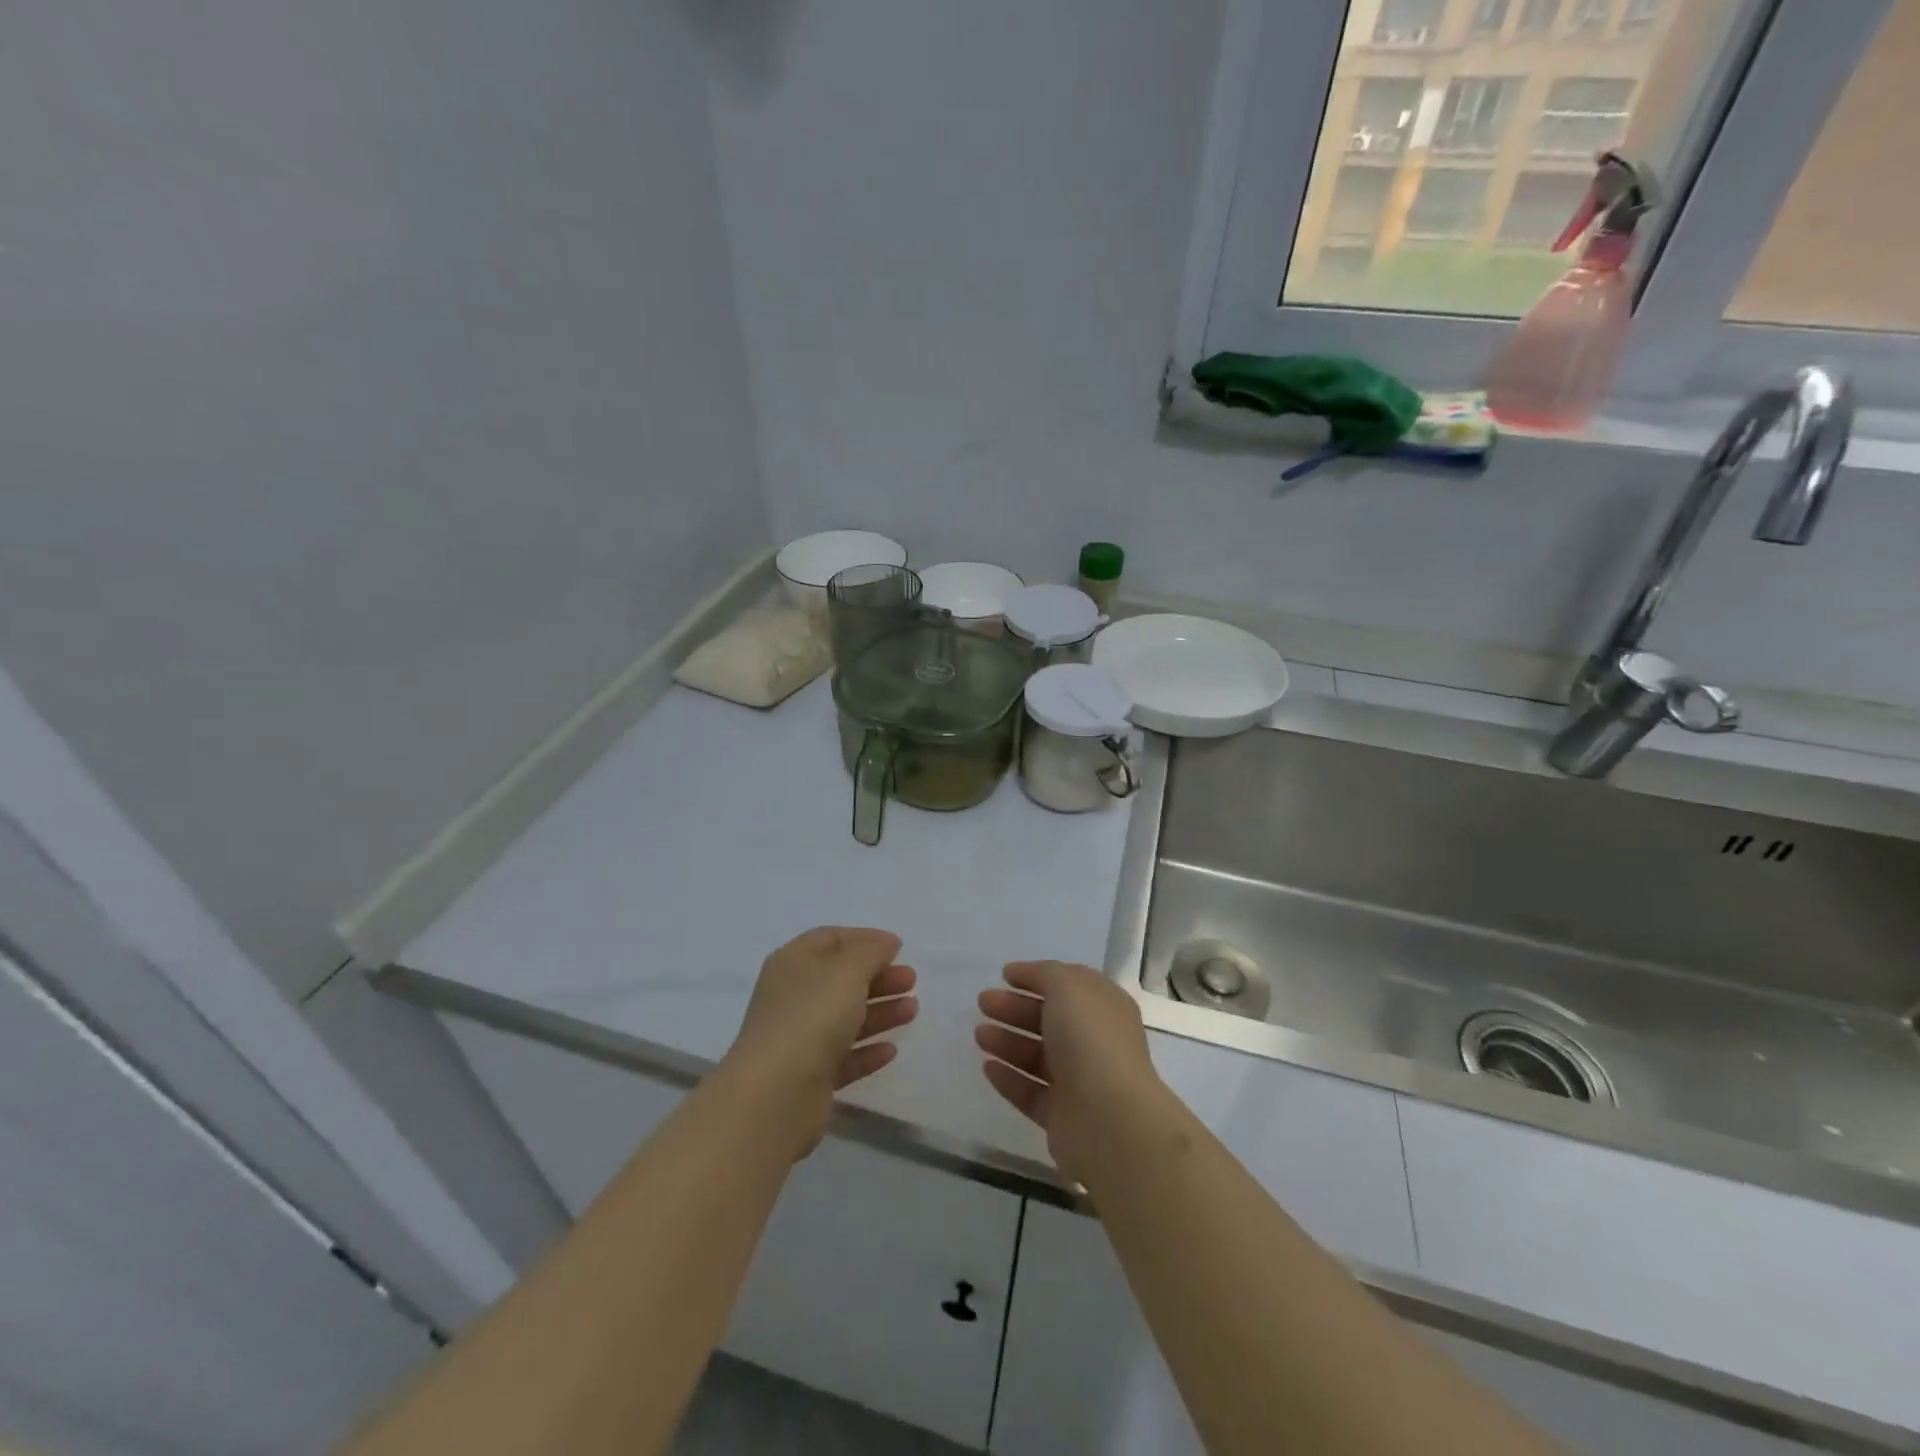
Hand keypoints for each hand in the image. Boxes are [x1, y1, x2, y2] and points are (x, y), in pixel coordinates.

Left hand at [721, 927, 917, 1152]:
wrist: (775, 1095)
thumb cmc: (812, 1017)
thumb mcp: (847, 971)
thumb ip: (871, 951)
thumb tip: (885, 942)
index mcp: (794, 963)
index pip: (830, 939)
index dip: (865, 939)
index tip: (898, 948)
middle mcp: (793, 997)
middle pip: (840, 979)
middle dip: (878, 977)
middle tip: (911, 981)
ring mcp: (799, 1038)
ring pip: (845, 1017)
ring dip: (880, 1011)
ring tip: (912, 1010)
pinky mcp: (808, 1076)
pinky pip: (843, 1056)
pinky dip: (867, 1050)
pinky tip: (891, 1050)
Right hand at [976, 960, 1163, 1185]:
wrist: (1109, 1121)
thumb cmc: (1091, 1042)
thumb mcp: (1068, 988)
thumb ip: (1046, 974)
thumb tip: (1027, 974)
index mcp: (1104, 1009)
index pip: (1069, 985)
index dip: (1038, 977)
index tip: (1004, 975)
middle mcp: (1095, 1043)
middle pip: (1049, 1020)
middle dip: (1015, 1008)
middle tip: (983, 1003)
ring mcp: (1079, 1082)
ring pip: (1037, 1056)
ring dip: (1007, 1042)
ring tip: (979, 1034)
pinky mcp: (1061, 1117)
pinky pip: (1030, 1092)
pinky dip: (1009, 1078)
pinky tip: (987, 1067)